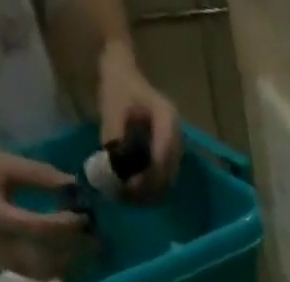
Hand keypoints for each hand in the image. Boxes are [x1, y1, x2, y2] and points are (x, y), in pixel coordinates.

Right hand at [0, 136, 87, 278]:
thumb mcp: (2, 162)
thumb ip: (39, 176)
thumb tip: (76, 185)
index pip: (41, 230)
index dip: (68, 227)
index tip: (88, 217)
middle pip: (48, 260)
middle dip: (76, 252)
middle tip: (99, 239)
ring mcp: (1, 262)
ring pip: (46, 273)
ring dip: (71, 264)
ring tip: (90, 249)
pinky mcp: (3, 267)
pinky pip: (37, 274)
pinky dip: (58, 267)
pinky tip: (72, 254)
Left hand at [97, 42, 181, 199]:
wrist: (124, 78)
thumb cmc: (118, 89)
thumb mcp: (112, 109)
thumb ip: (115, 139)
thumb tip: (115, 171)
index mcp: (167, 119)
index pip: (163, 157)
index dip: (148, 176)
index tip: (129, 186)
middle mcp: (178, 137)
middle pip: (168, 174)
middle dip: (148, 189)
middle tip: (126, 195)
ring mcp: (177, 149)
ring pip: (167, 182)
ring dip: (149, 192)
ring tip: (127, 194)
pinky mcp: (171, 159)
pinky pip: (164, 181)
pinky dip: (150, 189)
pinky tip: (133, 190)